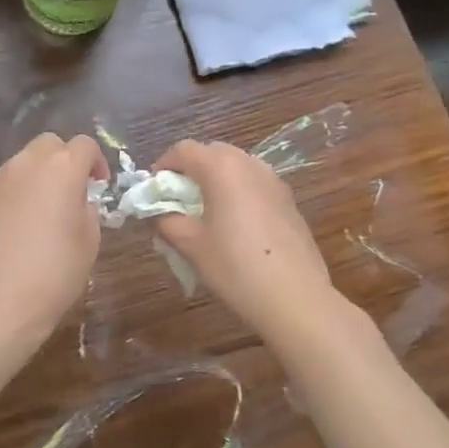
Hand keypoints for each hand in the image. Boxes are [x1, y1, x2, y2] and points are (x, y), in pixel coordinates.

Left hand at [0, 133, 106, 341]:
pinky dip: (14, 192)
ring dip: (37, 175)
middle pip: (49, 144)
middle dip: (64, 160)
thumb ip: (88, 209)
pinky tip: (16, 224)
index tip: (99, 185)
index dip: (96, 162)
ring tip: (41, 209)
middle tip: (71, 191)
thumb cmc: (54, 273)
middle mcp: (27, 164)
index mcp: (62, 169)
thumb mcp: (89, 241)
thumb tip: (77, 200)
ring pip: (22, 162)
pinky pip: (2, 183)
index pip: (84, 145)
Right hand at [153, 140, 341, 341]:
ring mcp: (273, 180)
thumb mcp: (191, 245)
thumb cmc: (235, 267)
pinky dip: (237, 191)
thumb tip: (157, 212)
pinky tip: (234, 224)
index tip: (154, 191)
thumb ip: (167, 220)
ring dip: (215, 179)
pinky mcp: (288, 199)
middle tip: (177, 200)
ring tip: (206, 212)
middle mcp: (249, 164)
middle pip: (212, 152)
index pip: (183, 150)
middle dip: (190, 170)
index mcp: (221, 168)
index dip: (163, 165)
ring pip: (236, 166)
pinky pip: (254, 183)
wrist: (294, 297)